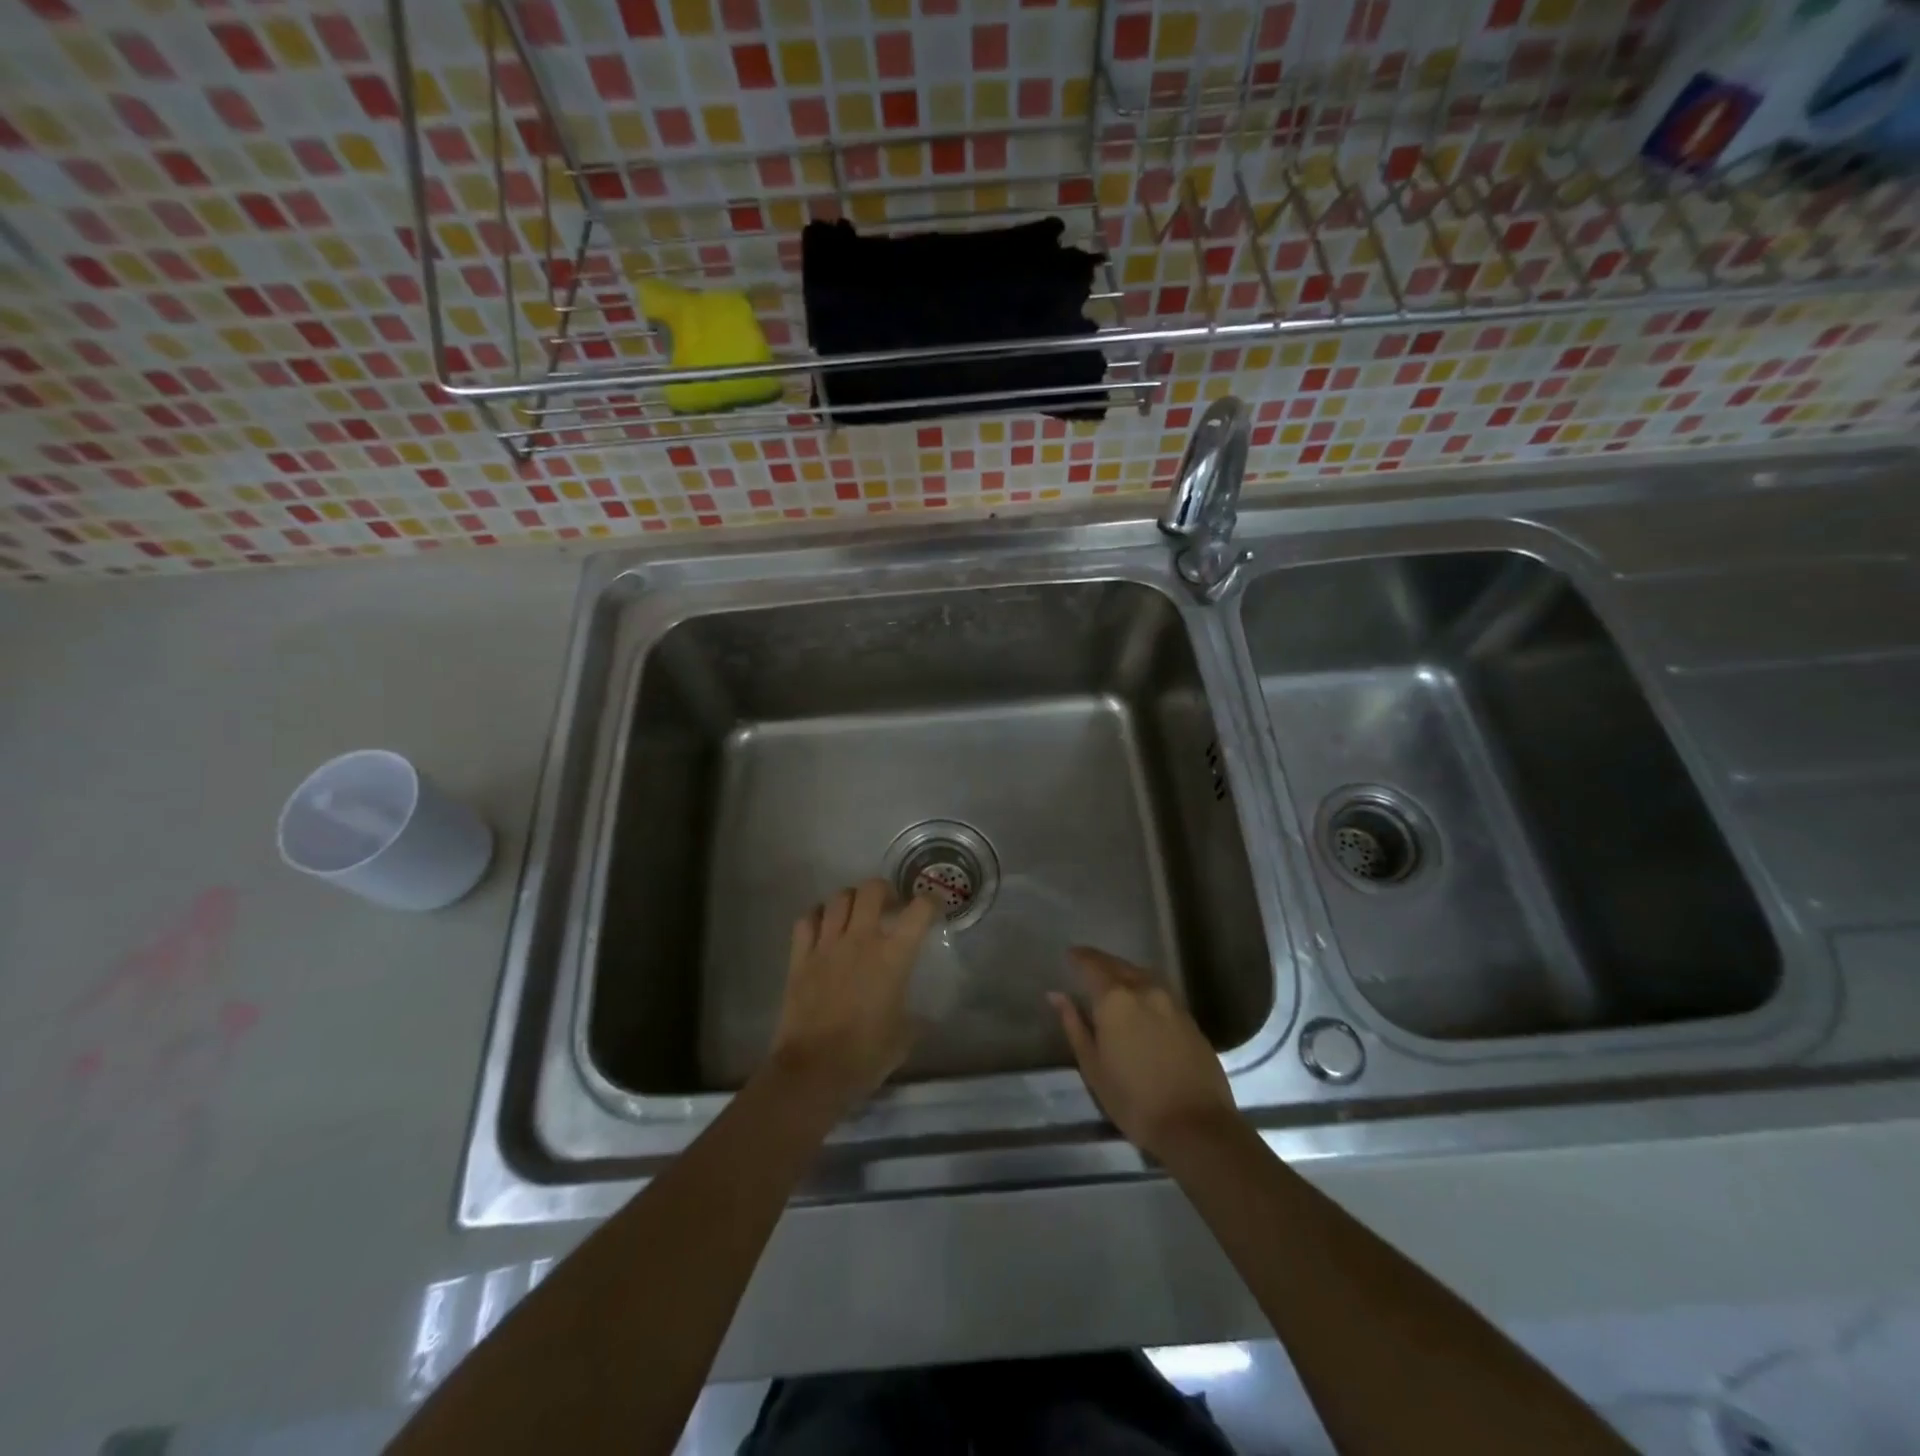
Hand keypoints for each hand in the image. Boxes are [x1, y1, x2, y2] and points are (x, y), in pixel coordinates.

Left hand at [769, 879, 939, 1117]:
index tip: (933, 908)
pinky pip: (806, 920)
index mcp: (893, 956)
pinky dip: (817, 916)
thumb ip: (915, 1017)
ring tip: (856, 914)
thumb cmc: (865, 1056)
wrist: (813, 1071)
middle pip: (872, 889)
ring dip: (851, 900)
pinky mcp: (799, 957)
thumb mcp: (904, 1037)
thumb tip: (921, 1015)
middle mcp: (860, 940)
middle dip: (885, 890)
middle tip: (889, 907)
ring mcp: (826, 945)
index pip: (919, 911)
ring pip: (838, 898)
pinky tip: (823, 927)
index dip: (931, 902)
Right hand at [1049, 946, 1239, 1161]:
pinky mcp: (1189, 1017)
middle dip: (1100, 962)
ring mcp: (1171, 1001)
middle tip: (1085, 965)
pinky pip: (1159, 990)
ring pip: (1141, 974)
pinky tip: (1139, 1002)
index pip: (1092, 964)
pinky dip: (1143, 988)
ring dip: (1123, 972)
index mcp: (1115, 998)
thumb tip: (1057, 995)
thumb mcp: (1093, 1066)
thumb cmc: (1134, 1100)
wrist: (1196, 1125)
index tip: (1068, 955)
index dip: (1078, 957)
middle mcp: (1144, 989)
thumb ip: (1074, 1025)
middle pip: (1118, 965)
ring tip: (1111, 982)